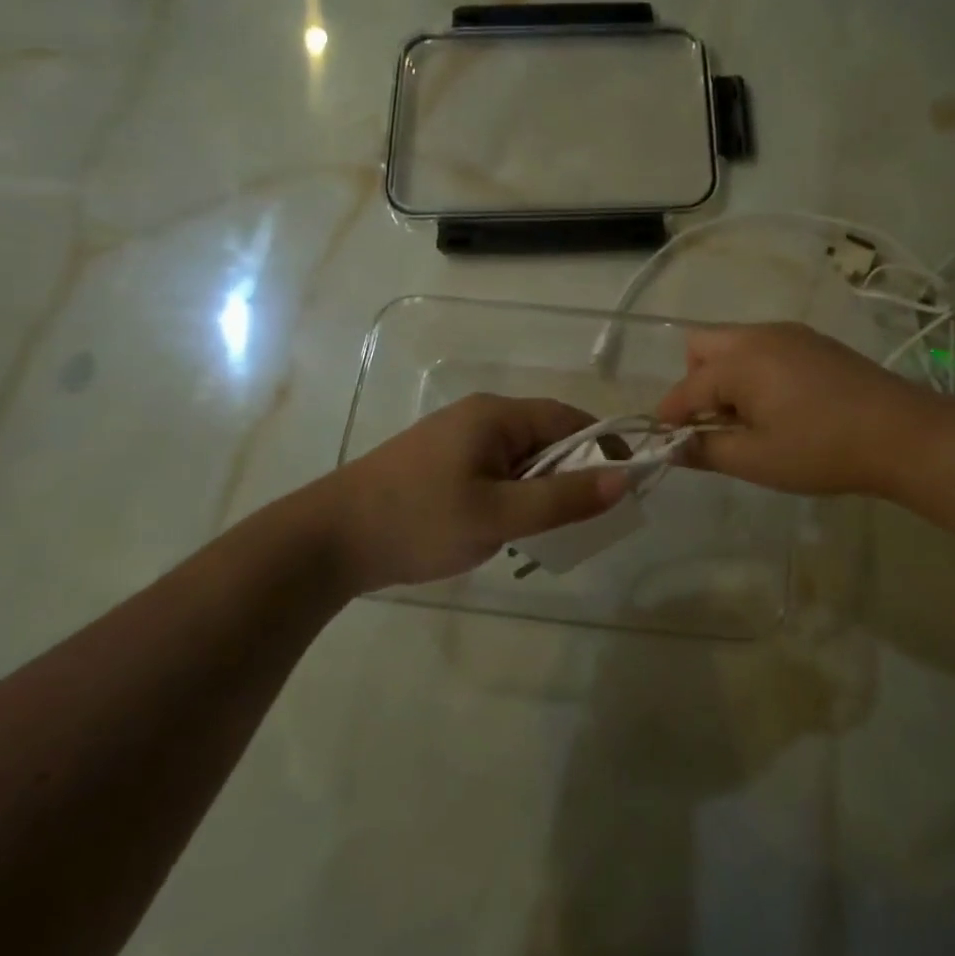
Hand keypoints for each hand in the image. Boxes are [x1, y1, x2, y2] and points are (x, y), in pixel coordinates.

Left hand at [318, 395, 626, 594]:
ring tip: (551, 529)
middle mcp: (479, 416)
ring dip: (543, 488)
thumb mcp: (498, 515)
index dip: (603, 448)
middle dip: (573, 473)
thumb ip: (562, 499)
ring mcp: (457, 438)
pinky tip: (510, 527)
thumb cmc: (419, 521)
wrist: (328, 540)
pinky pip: (496, 470)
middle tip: (588, 518)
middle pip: (546, 437)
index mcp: (496, 415)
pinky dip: (515, 494)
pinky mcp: (441, 463)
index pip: (569, 419)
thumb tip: (623, 480)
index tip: (625, 486)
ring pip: (521, 458)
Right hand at [655, 322, 944, 498]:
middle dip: (694, 383)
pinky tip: (780, 406)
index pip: (686, 387)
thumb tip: (672, 448)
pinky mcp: (814, 342)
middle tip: (713, 424)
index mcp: (740, 361)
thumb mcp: (757, 459)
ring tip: (749, 420)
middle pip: (702, 347)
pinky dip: (753, 371)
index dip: (670, 416)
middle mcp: (759, 335)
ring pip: (734, 344)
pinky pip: (764, 347)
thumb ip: (706, 451)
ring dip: (724, 376)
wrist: (903, 433)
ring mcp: (790, 334)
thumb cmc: (822, 450)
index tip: (664, 442)